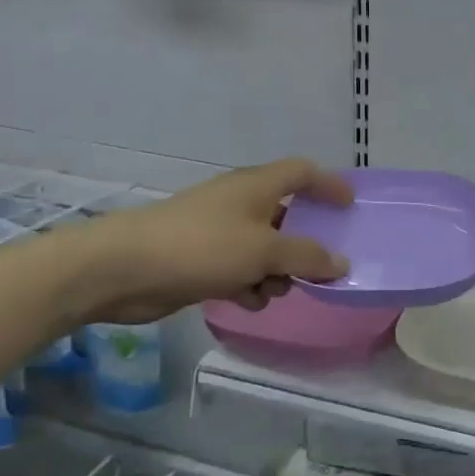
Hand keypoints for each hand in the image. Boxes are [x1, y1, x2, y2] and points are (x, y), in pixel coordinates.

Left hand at [54, 158, 352, 324]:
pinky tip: (249, 303)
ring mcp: (218, 231)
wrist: (124, 269)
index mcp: (257, 186)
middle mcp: (240, 203)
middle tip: (322, 266)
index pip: (303, 172)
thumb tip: (341, 263)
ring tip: (278, 291)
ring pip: (263, 247)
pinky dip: (250, 283)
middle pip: (286, 215)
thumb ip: (306, 256)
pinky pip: (239, 268)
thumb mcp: (263, 251)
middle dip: (304, 242)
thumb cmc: (202, 247)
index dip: (329, 184)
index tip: (350, 207)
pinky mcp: (201, 259)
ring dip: (277, 270)